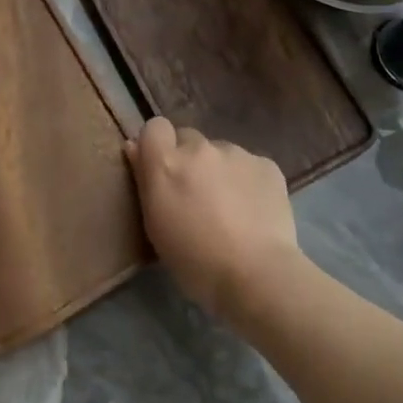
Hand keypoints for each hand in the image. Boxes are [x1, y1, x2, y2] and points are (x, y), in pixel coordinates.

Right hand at [125, 117, 303, 321]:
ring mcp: (236, 153)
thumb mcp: (156, 227)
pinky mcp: (266, 164)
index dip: (157, 145)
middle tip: (196, 195)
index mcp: (167, 163)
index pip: (154, 127)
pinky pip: (249, 165)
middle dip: (189, 160)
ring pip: (220, 153)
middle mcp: (200, 148)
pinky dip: (247, 181)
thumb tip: (135, 147)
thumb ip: (145, 180)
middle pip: (188, 139)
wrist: (257, 275)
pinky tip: (254, 211)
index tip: (161, 170)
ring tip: (231, 208)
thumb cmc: (196, 262)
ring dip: (219, 171)